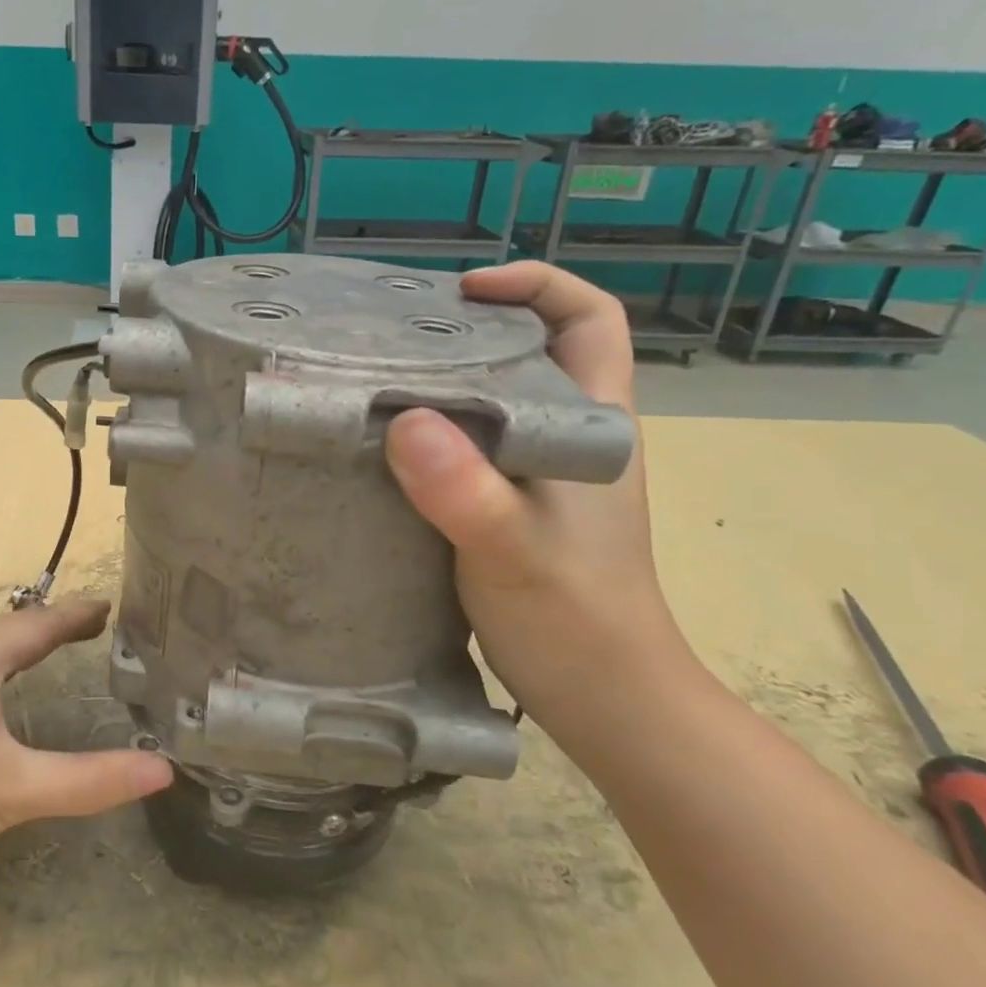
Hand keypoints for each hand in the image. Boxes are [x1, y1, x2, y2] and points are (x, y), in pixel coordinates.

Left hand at [0, 600, 172, 910]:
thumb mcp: (12, 791)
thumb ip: (90, 780)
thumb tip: (164, 771)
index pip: (38, 624)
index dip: (76, 615)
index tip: (109, 604)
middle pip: (5, 632)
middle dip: (47, 630)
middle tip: (90, 631)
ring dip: (13, 651)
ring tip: (47, 655)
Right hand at [384, 263, 690, 724]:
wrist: (606, 701)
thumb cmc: (574, 620)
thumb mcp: (511, 550)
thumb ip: (464, 488)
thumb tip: (405, 422)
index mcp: (593, 425)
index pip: (589, 319)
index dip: (536, 285)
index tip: (463, 291)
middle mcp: (571, 438)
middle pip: (535, 351)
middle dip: (473, 328)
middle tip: (397, 337)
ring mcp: (545, 477)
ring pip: (501, 402)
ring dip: (449, 383)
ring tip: (379, 384)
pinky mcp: (515, 510)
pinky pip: (475, 449)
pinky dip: (436, 435)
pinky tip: (388, 452)